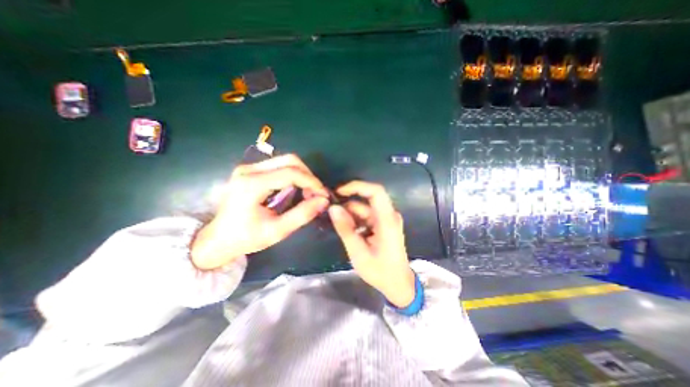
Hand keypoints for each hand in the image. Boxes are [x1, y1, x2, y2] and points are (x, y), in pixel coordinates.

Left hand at [187, 156, 327, 270]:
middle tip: (315, 193)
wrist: (217, 239)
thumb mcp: (277, 231)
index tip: (323, 195)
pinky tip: (295, 190)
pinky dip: (293, 175)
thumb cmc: (245, 238)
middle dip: (308, 175)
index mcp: (252, 184)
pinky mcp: (250, 171)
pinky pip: (279, 166)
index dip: (312, 182)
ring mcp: (248, 168)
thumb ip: (302, 214)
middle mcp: (249, 170)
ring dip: (301, 175)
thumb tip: (323, 201)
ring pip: (285, 161)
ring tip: (307, 193)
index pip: (291, 173)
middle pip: (290, 160)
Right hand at [329, 180, 413, 307]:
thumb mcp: (358, 252)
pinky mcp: (383, 224)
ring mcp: (387, 219)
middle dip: (348, 205)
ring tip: (337, 226)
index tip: (339, 191)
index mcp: (387, 220)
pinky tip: (346, 229)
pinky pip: (367, 216)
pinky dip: (355, 220)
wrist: (398, 284)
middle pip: (366, 200)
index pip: (376, 191)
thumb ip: (345, 229)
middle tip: (330, 213)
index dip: (357, 186)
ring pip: (365, 208)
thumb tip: (333, 208)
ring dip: (350, 215)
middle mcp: (389, 215)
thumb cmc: (380, 271)